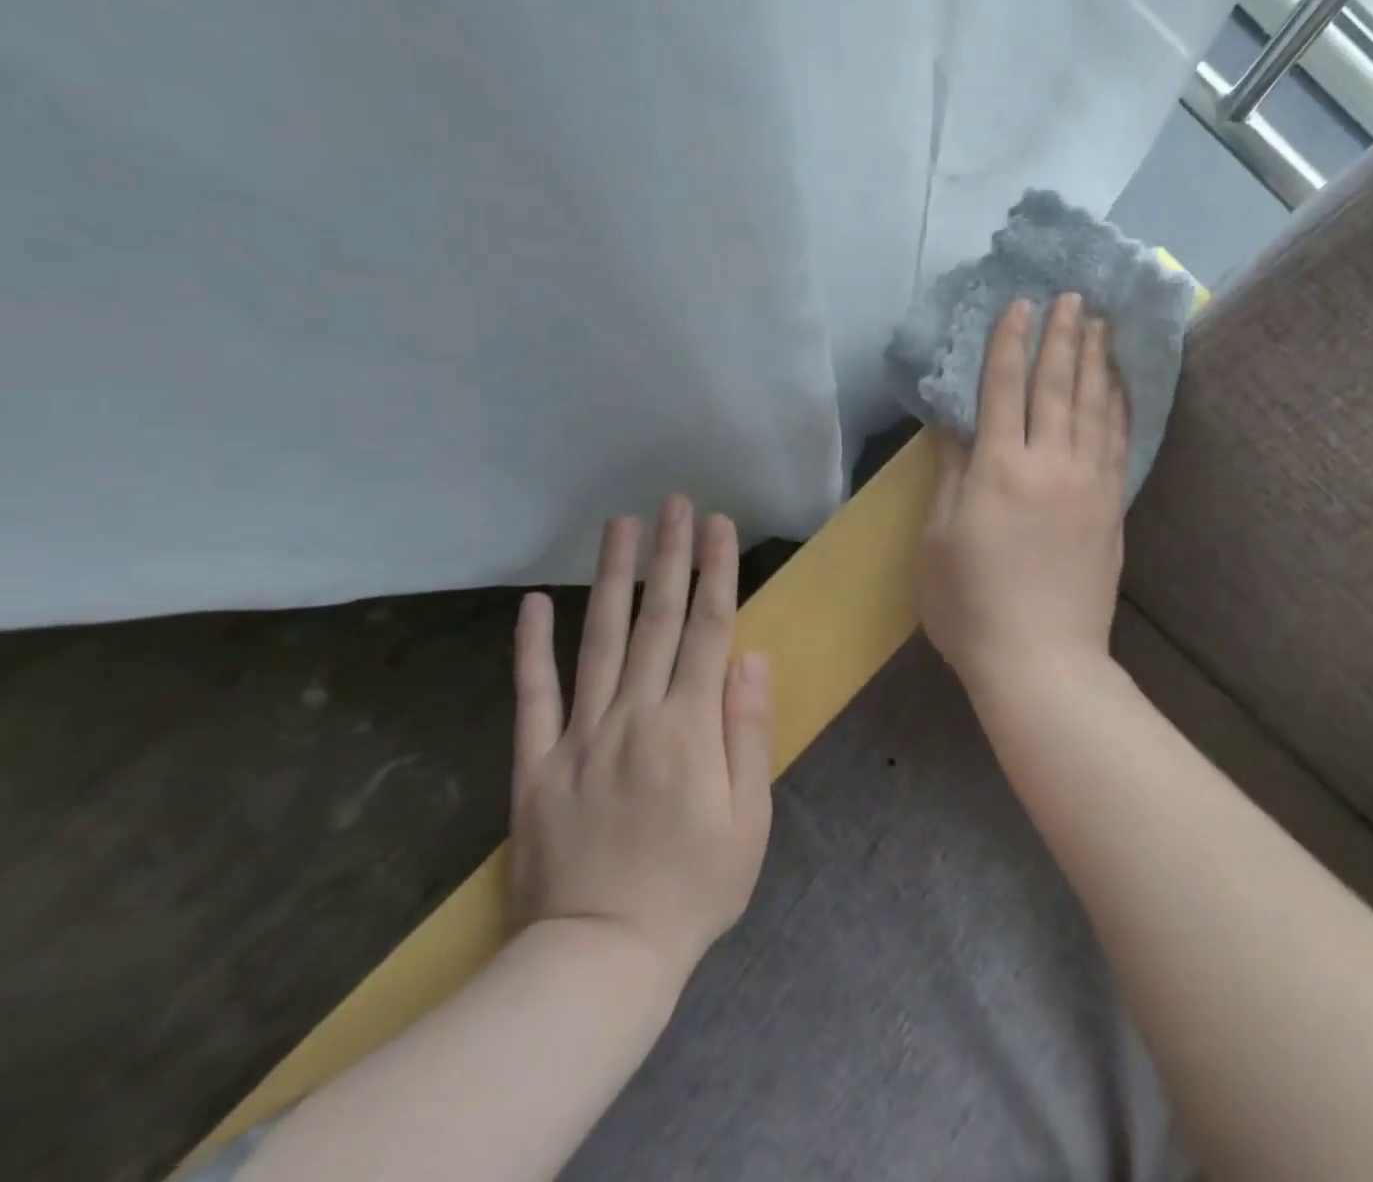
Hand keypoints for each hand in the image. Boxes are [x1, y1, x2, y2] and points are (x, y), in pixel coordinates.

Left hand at [510, 500, 772, 986]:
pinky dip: (531, 648)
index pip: (708, 630)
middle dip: (671, 555)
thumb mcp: (749, 818)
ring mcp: (579, 736)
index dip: (716, 572)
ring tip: (620, 526)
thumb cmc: (694, 888)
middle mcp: (634, 716)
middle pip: (658, 620)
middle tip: (675, 503)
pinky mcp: (536, 765)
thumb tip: (751, 658)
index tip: (720, 524)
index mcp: (689, 727)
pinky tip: (535, 602)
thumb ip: (747, 731)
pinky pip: (532, 696)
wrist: (599, 960)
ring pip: (600, 641)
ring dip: (612, 578)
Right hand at [919, 294, 1127, 688]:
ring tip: (1101, 322)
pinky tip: (1121, 383)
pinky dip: (1120, 404)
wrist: (1042, 661)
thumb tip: (958, 424)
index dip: (1010, 343)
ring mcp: (1089, 484)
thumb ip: (952, 475)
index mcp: (998, 469)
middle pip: (1057, 386)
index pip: (1004, 388)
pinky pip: (1120, 441)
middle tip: (1070, 296)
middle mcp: (1049, 464)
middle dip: (1062, 336)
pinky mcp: (1112, 506)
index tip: (1020, 304)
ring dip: (1096, 359)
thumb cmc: (971, 606)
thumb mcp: (938, 541)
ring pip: (1095, 406)